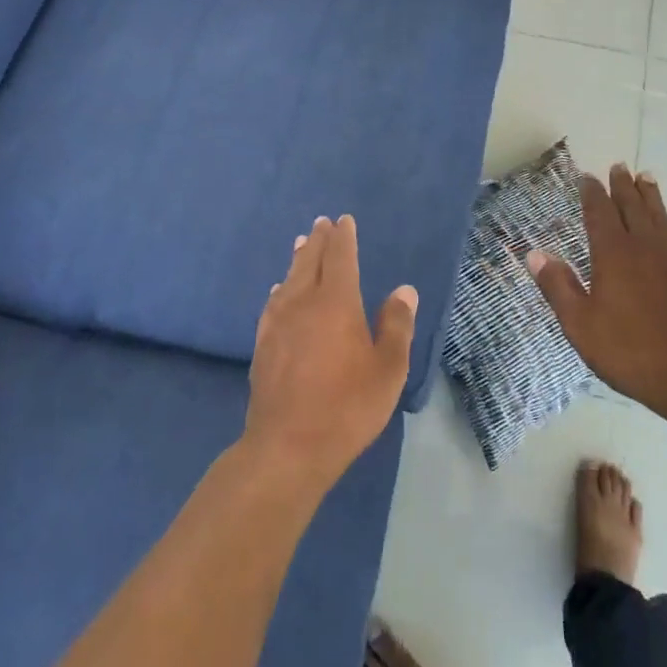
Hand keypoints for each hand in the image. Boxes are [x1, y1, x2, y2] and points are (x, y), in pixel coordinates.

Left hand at [242, 215, 416, 496]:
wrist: (287, 446)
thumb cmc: (347, 406)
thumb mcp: (387, 369)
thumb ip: (396, 326)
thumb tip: (404, 290)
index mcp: (337, 303)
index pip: (340, 258)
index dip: (343, 237)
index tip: (343, 220)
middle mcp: (303, 303)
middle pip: (310, 262)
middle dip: (318, 241)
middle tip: (321, 223)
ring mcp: (278, 323)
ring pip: (289, 280)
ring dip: (298, 259)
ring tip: (301, 244)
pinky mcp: (263, 345)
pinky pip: (273, 303)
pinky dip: (280, 289)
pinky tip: (278, 292)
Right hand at [526, 166, 666, 425]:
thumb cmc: (630, 350)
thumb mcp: (580, 324)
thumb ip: (558, 286)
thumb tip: (535, 254)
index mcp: (613, 253)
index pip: (599, 212)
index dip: (592, 193)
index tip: (587, 176)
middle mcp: (645, 247)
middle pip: (633, 207)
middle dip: (623, 186)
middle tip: (619, 166)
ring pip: (661, 218)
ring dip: (652, 197)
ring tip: (647, 179)